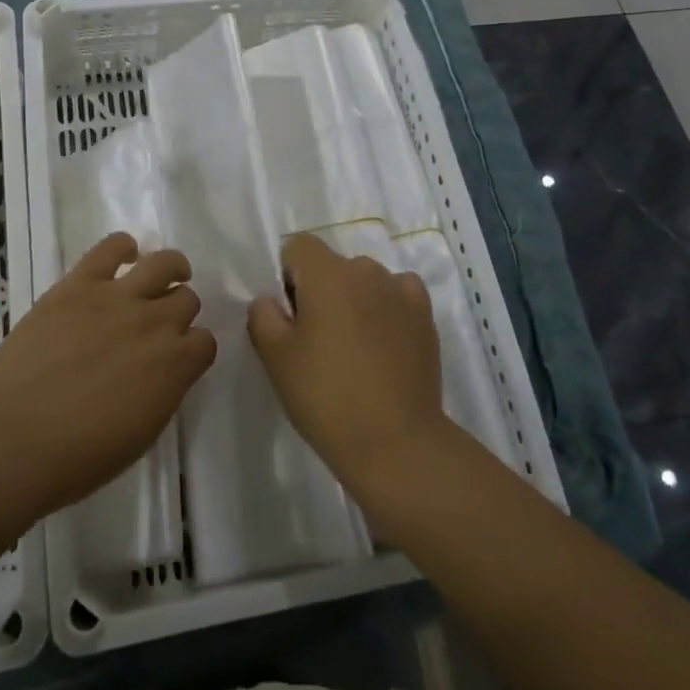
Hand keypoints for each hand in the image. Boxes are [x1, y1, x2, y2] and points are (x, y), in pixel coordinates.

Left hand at [0, 233, 215, 517]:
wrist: (14, 435)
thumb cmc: (77, 456)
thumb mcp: (139, 434)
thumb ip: (162, 393)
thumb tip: (163, 373)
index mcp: (175, 366)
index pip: (205, 342)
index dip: (193, 348)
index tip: (179, 356)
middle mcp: (155, 323)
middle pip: (187, 299)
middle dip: (179, 311)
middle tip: (160, 323)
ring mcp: (118, 298)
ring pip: (163, 263)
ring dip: (170, 269)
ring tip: (163, 275)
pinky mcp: (80, 283)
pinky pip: (112, 247)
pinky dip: (123, 246)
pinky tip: (123, 255)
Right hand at [248, 235, 450, 495]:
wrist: (396, 442)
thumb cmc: (326, 397)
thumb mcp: (276, 359)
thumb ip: (263, 316)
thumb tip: (271, 300)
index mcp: (327, 274)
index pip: (298, 246)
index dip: (288, 275)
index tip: (291, 316)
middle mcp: (366, 270)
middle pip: (333, 264)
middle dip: (321, 290)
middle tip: (318, 339)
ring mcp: (400, 290)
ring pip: (365, 280)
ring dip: (355, 299)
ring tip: (355, 347)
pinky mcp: (425, 315)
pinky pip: (398, 294)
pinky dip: (388, 308)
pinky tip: (385, 341)